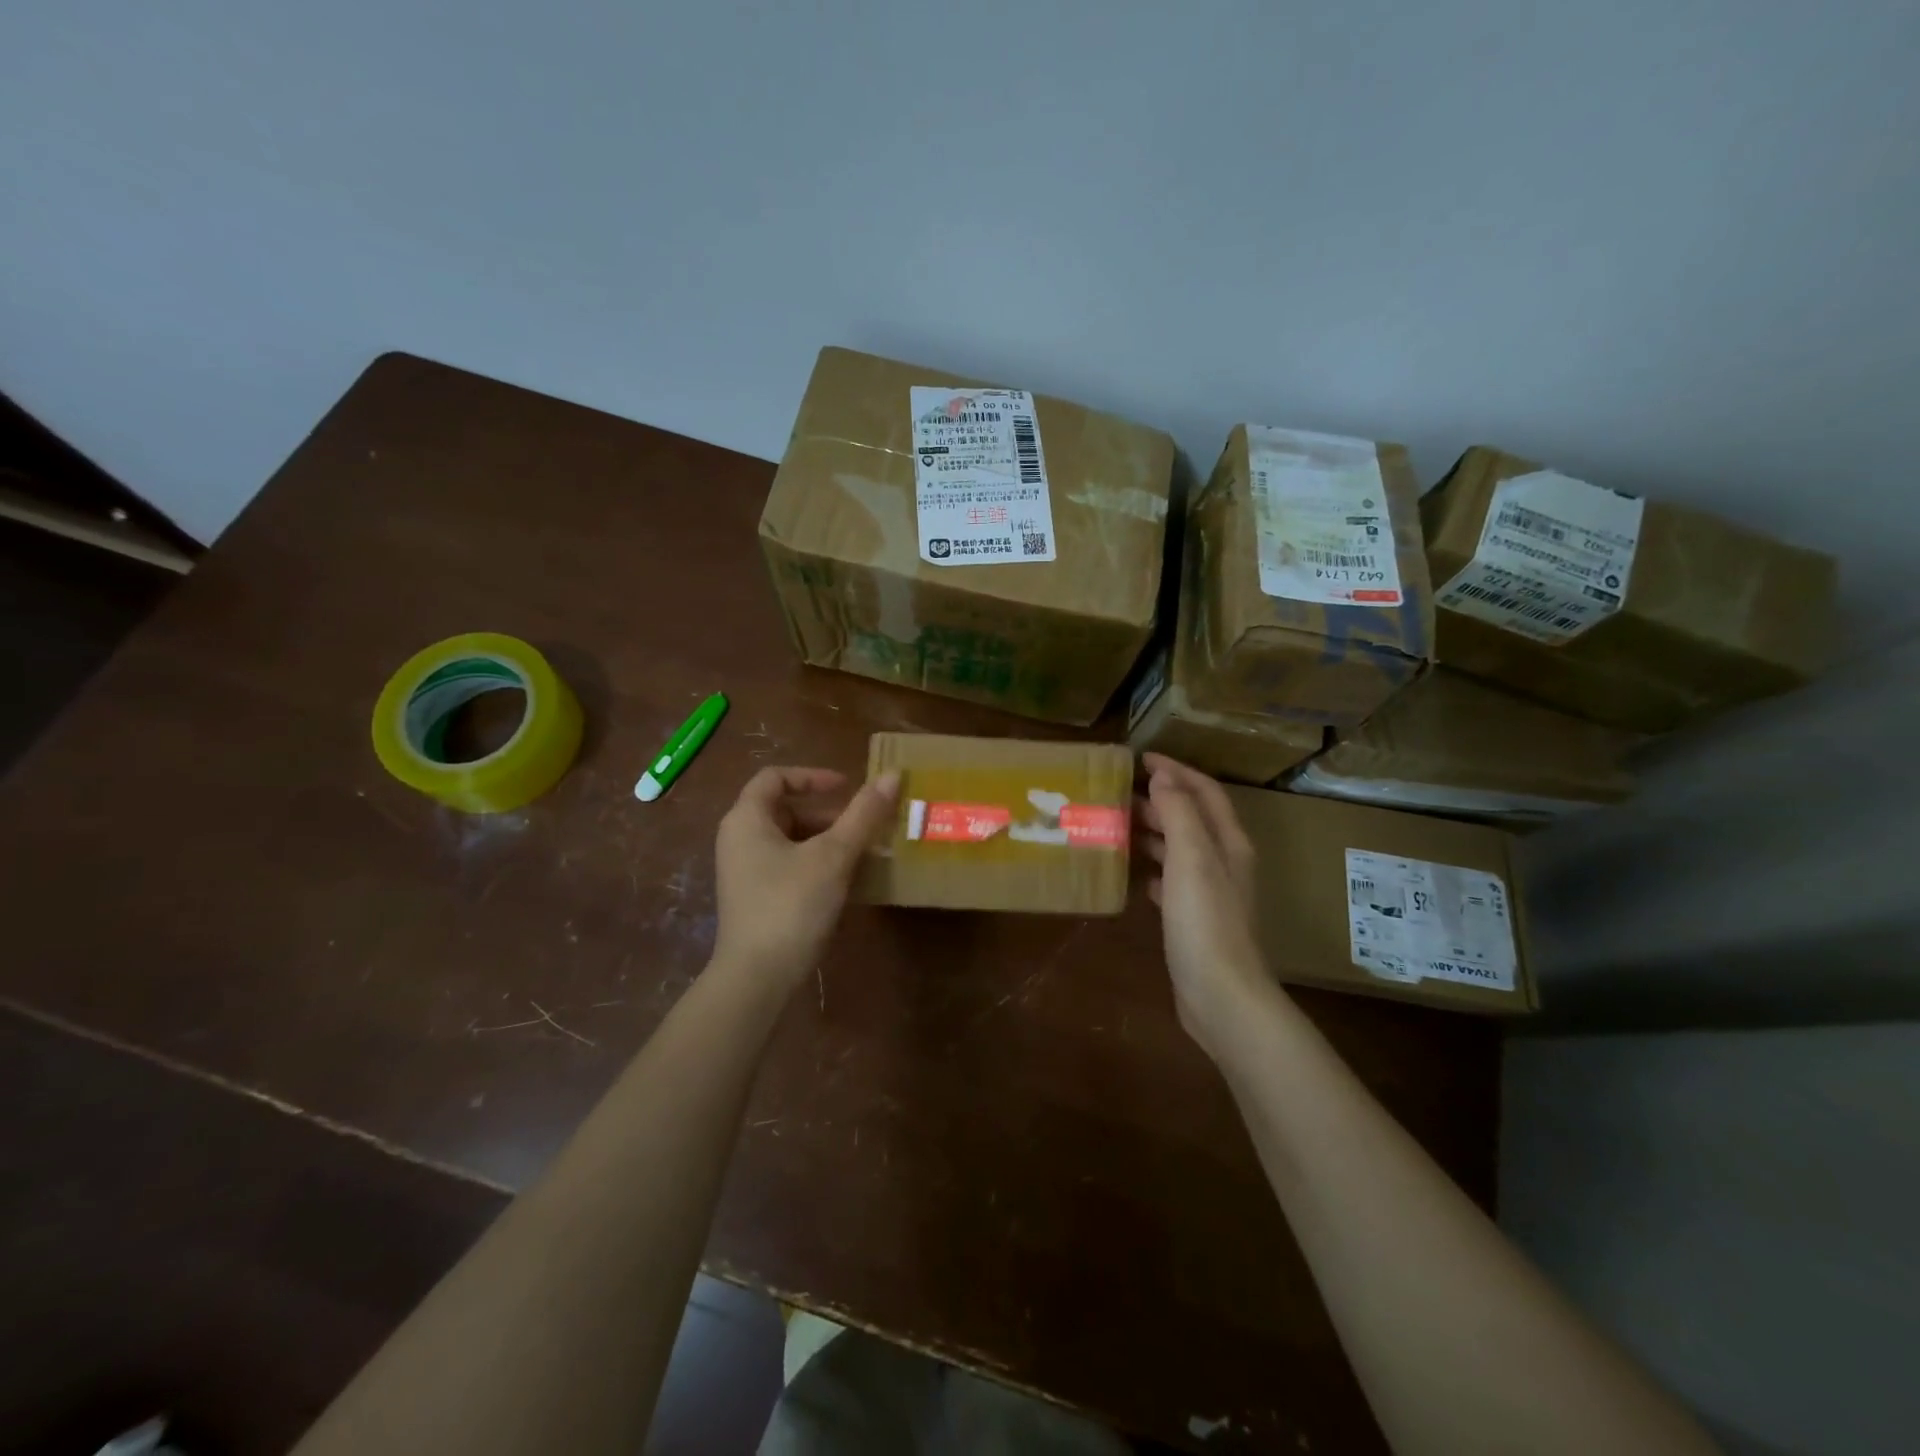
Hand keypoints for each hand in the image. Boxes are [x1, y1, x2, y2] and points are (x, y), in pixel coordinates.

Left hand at [711, 766, 899, 990]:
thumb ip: (863, 814)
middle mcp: (739, 840)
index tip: (847, 787)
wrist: (757, 979)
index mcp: (746, 819)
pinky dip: (819, 865)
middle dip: (830, 814)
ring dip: (829, 841)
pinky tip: (849, 882)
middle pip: (786, 809)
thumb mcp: (833, 855)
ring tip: (866, 854)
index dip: (813, 776)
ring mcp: (746, 872)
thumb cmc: (791, 905)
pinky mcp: (756, 899)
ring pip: (792, 840)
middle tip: (866, 826)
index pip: (775, 777)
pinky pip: (790, 866)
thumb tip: (892, 775)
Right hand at [1136, 754, 1271, 1055]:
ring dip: (1154, 832)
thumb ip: (1179, 813)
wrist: (1221, 994)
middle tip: (1120, 792)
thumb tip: (1164, 776)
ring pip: (1181, 849)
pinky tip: (1134, 874)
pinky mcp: (1194, 920)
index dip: (1177, 771)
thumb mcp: (1191, 858)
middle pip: (1193, 818)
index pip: (1205, 792)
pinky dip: (1154, 869)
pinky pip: (1171, 882)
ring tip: (1119, 825)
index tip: (1141, 758)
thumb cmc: (1205, 921)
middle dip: (1161, 799)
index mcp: (1227, 843)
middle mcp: (1223, 863)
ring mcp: (1210, 894)